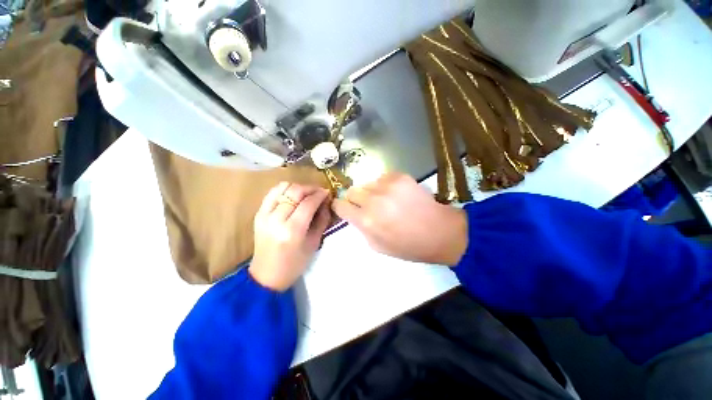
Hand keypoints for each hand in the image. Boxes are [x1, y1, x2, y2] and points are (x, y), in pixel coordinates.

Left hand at [250, 182, 330, 291]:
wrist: (267, 275)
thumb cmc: (295, 263)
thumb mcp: (314, 243)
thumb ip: (322, 219)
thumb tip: (326, 202)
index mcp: (292, 230)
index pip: (308, 203)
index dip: (320, 195)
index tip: (327, 192)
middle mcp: (276, 219)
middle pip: (295, 192)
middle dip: (310, 188)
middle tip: (319, 192)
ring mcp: (264, 215)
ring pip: (282, 188)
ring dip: (297, 187)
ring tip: (306, 193)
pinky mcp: (258, 214)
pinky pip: (272, 193)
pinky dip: (285, 190)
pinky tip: (293, 196)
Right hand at [331, 173, 467, 264]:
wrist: (438, 231)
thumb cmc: (407, 245)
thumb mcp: (377, 246)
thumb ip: (361, 228)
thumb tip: (354, 214)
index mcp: (365, 220)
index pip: (340, 205)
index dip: (341, 206)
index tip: (344, 208)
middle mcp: (373, 200)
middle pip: (351, 191)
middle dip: (355, 199)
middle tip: (367, 205)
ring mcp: (387, 185)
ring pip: (366, 183)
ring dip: (371, 192)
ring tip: (385, 200)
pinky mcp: (399, 176)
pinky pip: (382, 178)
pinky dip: (385, 185)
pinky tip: (396, 194)